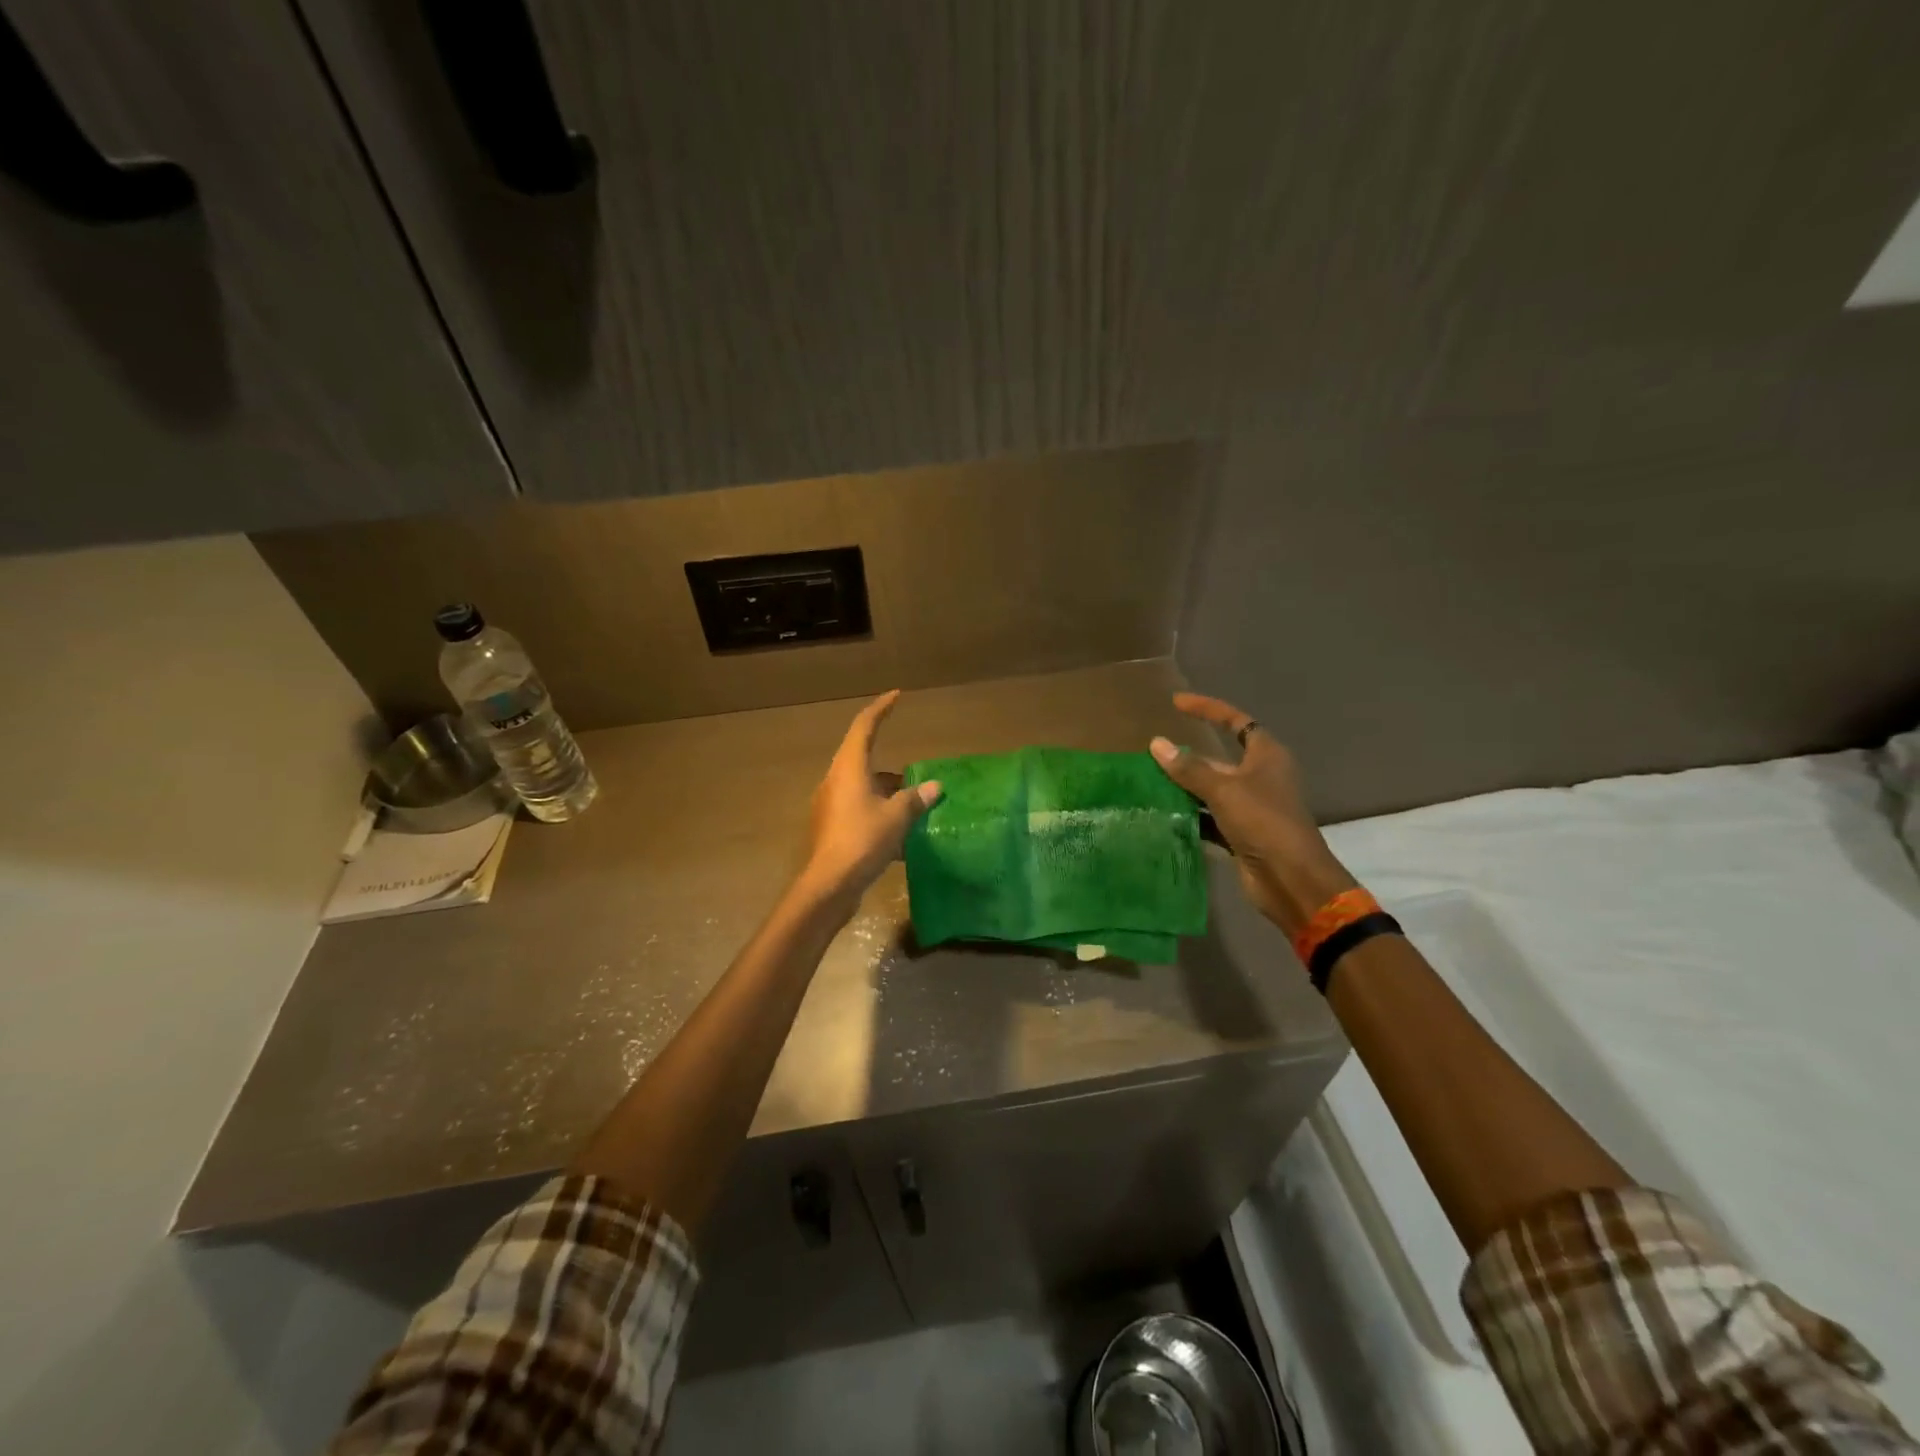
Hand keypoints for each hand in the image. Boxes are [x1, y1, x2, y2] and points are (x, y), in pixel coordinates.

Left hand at [797, 690, 941, 909]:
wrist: (829, 885)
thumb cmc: (862, 841)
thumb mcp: (897, 817)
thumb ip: (915, 798)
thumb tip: (934, 786)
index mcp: (849, 769)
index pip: (864, 727)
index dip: (881, 709)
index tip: (897, 696)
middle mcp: (836, 781)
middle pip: (862, 759)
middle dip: (889, 763)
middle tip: (913, 770)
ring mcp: (831, 805)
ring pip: (863, 787)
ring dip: (886, 791)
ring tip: (913, 803)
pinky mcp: (832, 827)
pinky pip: (859, 809)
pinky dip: (880, 812)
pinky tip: (901, 833)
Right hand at [1150, 693, 1356, 936]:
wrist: (1291, 879)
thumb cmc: (1264, 823)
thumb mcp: (1224, 790)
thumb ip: (1189, 768)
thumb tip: (1156, 744)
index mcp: (1266, 756)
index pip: (1235, 721)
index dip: (1208, 709)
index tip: (1176, 703)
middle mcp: (1260, 777)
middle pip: (1218, 759)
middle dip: (1187, 758)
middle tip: (1152, 755)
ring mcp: (1251, 808)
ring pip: (1211, 790)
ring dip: (1184, 788)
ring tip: (1147, 783)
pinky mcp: (1241, 834)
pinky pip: (1209, 818)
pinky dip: (1189, 816)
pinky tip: (1161, 815)